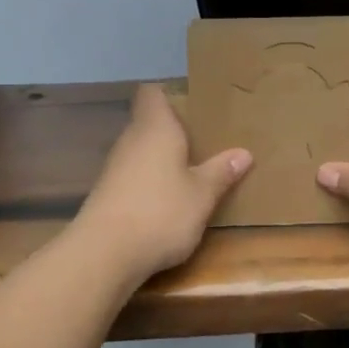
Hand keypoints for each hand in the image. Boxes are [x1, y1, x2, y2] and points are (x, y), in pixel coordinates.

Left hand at [75, 84, 251, 283]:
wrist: (105, 253)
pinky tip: (168, 200)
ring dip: (162, 159)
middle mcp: (131, 140)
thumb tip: (244, 153)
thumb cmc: (161, 212)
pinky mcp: (107, 194)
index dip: (170, 95)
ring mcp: (115, 168)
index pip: (152, 93)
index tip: (194, 105)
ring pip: (142, 151)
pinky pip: (134, 176)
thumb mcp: (202, 195)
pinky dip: (150, 182)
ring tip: (192, 171)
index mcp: (155, 128)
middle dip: (173, 131)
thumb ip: (221, 172)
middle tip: (205, 141)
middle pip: (149, 122)